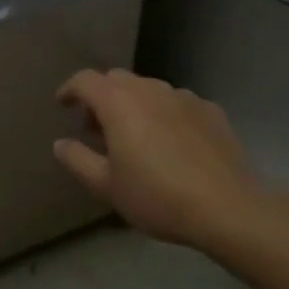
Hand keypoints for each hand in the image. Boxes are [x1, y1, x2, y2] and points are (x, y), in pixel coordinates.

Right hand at [53, 69, 264, 251]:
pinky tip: (172, 143)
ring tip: (136, 136)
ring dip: (134, 105)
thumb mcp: (106, 186)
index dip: (70, 89)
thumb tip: (60, 143)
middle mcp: (149, 88)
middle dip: (102, 97)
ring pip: (148, 90)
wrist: (228, 208)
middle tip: (98, 127)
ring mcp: (183, 97)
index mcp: (118, 101)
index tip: (63, 104)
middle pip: (116, 80)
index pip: (84, 80)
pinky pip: (177, 104)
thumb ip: (77, 159)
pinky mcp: (210, 110)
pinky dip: (165, 115)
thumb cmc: (157, 196)